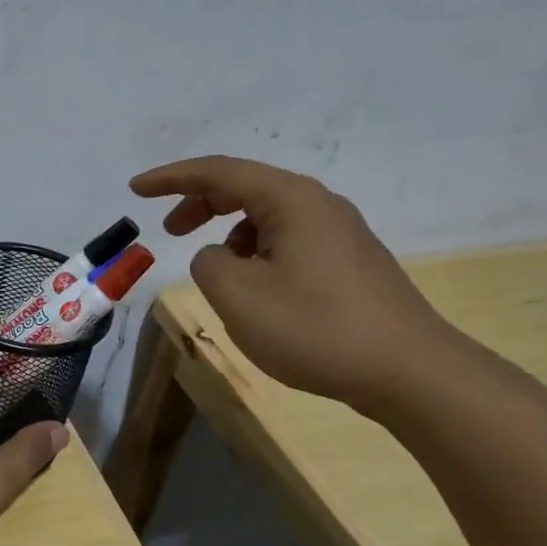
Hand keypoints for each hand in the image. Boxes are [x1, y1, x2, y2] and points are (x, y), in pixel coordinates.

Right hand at [129, 155, 460, 409]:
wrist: (411, 373)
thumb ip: (208, 262)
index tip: (135, 188)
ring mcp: (340, 233)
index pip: (218, 172)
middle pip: (245, 187)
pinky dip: (256, 251)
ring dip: (229, 233)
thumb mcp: (237, 295)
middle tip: (168, 231)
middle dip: (199, 203)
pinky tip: (255, 288)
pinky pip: (288, 240)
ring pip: (268, 216)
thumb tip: (219, 255)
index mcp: (291, 200)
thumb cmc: (316, 327)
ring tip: (216, 271)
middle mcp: (319, 205)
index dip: (171, 178)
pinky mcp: (350, 262)